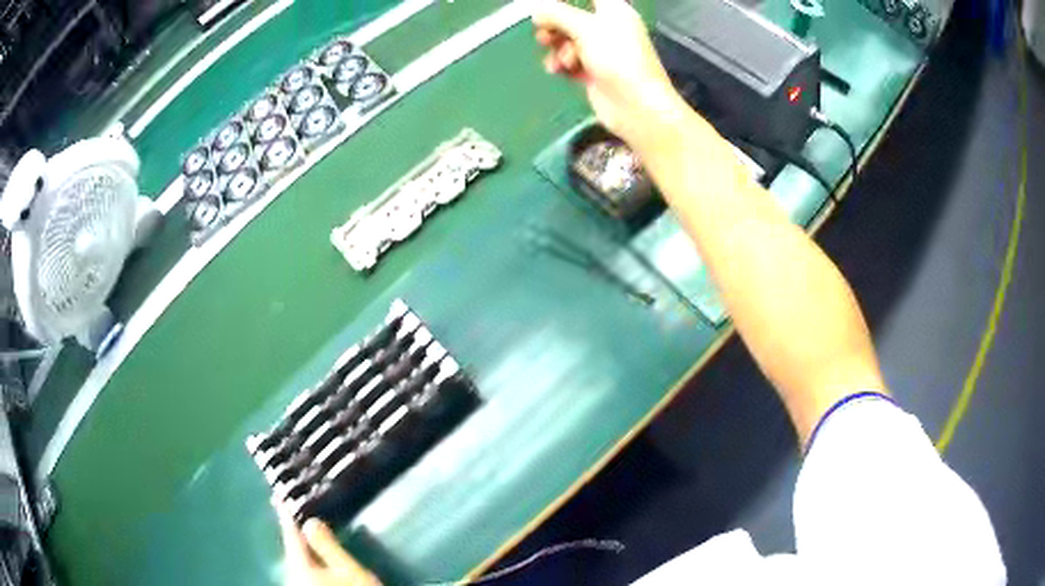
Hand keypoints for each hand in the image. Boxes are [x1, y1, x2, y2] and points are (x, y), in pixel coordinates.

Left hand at [274, 503, 381, 585]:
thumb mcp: (350, 572)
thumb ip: (328, 547)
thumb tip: (310, 521)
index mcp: (300, 566)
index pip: (290, 535)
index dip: (285, 514)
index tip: (276, 495)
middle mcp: (293, 577)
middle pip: (293, 551)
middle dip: (298, 537)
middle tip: (302, 517)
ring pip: (298, 564)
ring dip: (305, 552)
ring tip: (314, 541)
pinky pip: (303, 574)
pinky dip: (309, 564)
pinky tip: (320, 565)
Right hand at [531, 0, 686, 148]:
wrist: (636, 106)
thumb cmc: (618, 59)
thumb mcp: (585, 29)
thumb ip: (556, 14)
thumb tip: (537, 8)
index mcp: (614, 11)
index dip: (566, 2)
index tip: (546, 7)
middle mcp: (608, 28)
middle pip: (571, 18)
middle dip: (554, 26)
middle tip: (545, 35)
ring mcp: (601, 51)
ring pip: (567, 41)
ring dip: (557, 48)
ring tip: (562, 61)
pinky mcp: (594, 72)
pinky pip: (569, 61)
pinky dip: (561, 64)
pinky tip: (557, 70)